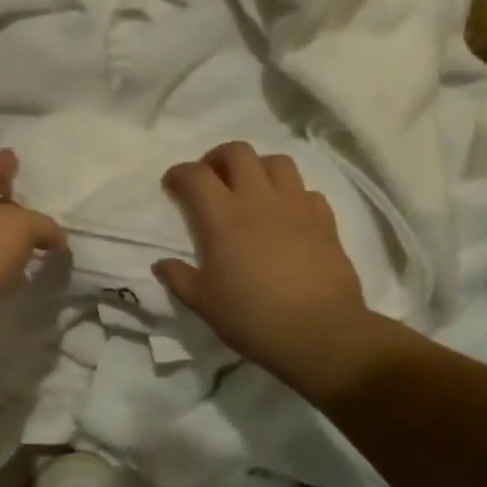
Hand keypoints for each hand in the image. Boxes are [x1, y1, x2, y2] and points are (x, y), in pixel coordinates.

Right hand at [155, 142, 410, 404]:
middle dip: (217, 158)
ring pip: (276, 162)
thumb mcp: (203, 303)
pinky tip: (287, 215)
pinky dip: (292, 195)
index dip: (179, 174)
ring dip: (258, 168)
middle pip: (237, 152)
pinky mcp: (324, 220)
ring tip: (250, 190)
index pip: (195, 175)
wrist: (320, 333)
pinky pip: (307, 191)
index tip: (172, 186)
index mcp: (222, 217)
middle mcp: (258, 200)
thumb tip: (161, 264)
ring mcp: (296, 206)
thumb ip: (179, 278)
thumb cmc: (252, 317)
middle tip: (211, 180)